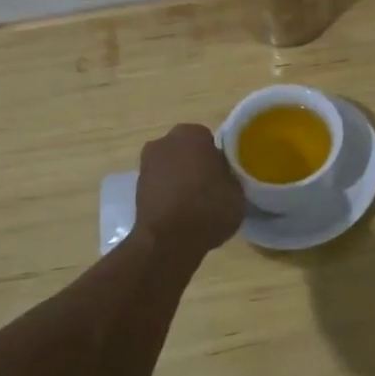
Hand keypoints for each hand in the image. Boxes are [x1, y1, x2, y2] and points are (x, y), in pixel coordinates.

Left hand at [136, 124, 244, 253]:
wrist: (167, 242)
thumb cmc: (208, 207)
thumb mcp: (238, 189)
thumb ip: (231, 174)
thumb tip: (225, 174)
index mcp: (192, 134)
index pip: (211, 140)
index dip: (220, 158)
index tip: (226, 175)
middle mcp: (164, 141)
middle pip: (188, 150)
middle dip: (198, 164)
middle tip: (214, 186)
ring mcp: (146, 164)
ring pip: (173, 167)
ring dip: (182, 179)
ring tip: (198, 203)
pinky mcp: (136, 188)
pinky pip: (161, 185)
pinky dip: (170, 194)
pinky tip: (182, 212)